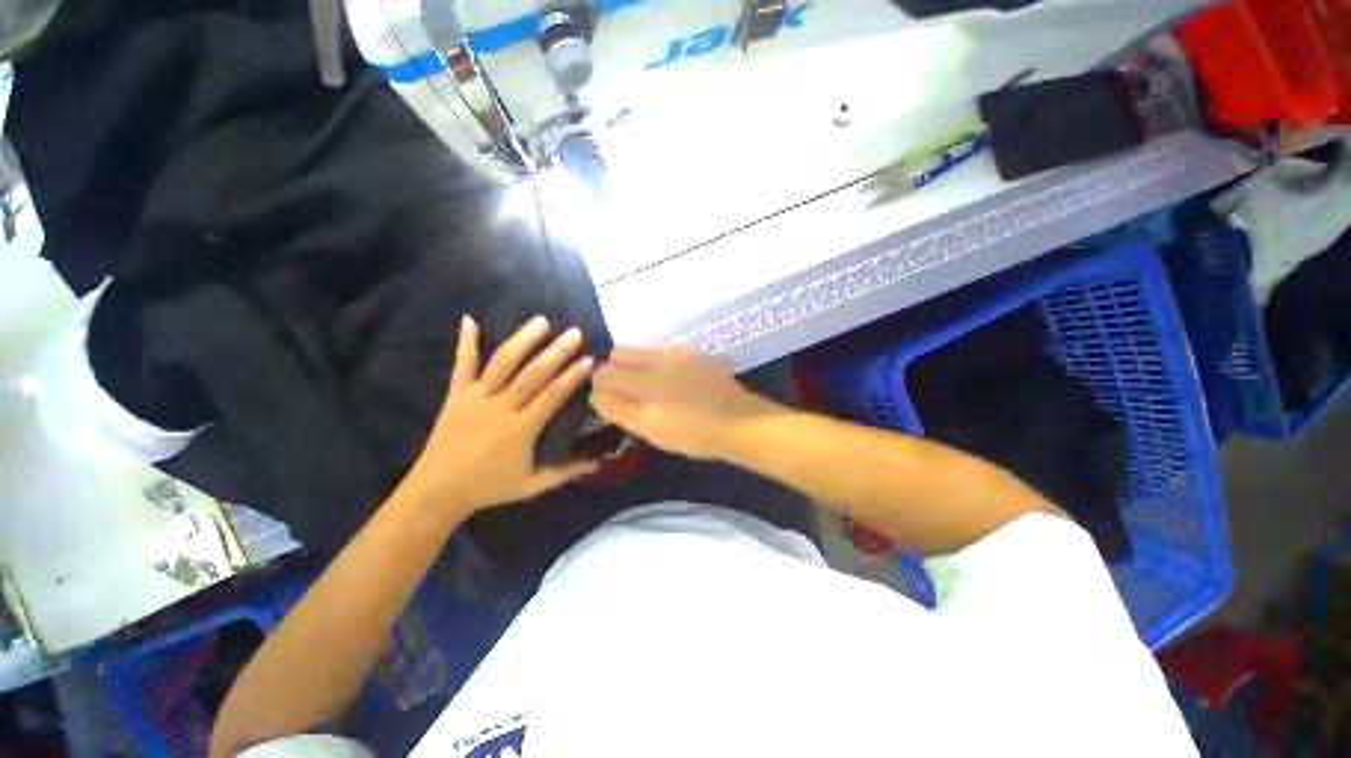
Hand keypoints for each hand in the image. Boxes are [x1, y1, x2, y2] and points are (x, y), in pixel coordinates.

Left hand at [403, 315, 597, 514]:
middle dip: (556, 352)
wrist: (437, 491)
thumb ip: (567, 472)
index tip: (589, 359)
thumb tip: (600, 462)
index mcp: (521, 429)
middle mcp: (500, 408)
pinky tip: (470, 320)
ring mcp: (476, 398)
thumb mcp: (533, 485)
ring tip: (540, 321)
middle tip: (574, 333)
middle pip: (532, 374)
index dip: (571, 377)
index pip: (552, 396)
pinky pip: (462, 366)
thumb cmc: (489, 487)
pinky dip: (465, 343)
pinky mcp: (456, 395)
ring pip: (502, 364)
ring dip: (522, 340)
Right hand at [590, 347, 778, 458]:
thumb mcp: (653, 431)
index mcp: (644, 393)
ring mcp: (671, 356)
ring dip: (624, 362)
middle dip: (607, 373)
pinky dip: (645, 358)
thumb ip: (621, 411)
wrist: (737, 420)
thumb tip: (598, 393)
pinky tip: (657, 372)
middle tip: (616, 389)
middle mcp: (654, 368)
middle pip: (614, 361)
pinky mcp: (685, 352)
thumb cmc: (694, 434)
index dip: (597, 389)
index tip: (601, 397)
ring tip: (634, 379)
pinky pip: (652, 349)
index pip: (603, 382)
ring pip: (631, 351)